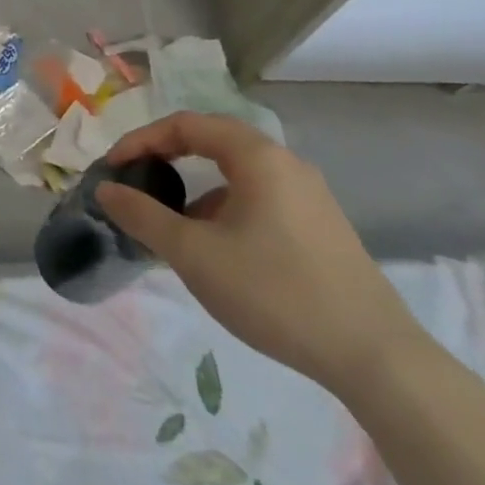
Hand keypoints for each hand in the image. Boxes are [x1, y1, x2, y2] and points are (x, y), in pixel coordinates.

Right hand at [95, 112, 425, 393]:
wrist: (378, 360)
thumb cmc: (275, 292)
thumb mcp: (194, 254)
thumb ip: (143, 216)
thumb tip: (106, 189)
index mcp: (257, 156)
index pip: (185, 125)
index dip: (141, 140)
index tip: (113, 168)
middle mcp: (286, 164)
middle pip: (212, 142)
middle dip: (167, 158)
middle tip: (136, 182)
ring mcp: (309, 196)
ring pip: (236, 174)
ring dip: (195, 189)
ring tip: (170, 225)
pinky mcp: (322, 228)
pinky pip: (259, 199)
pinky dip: (224, 209)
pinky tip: (216, 251)